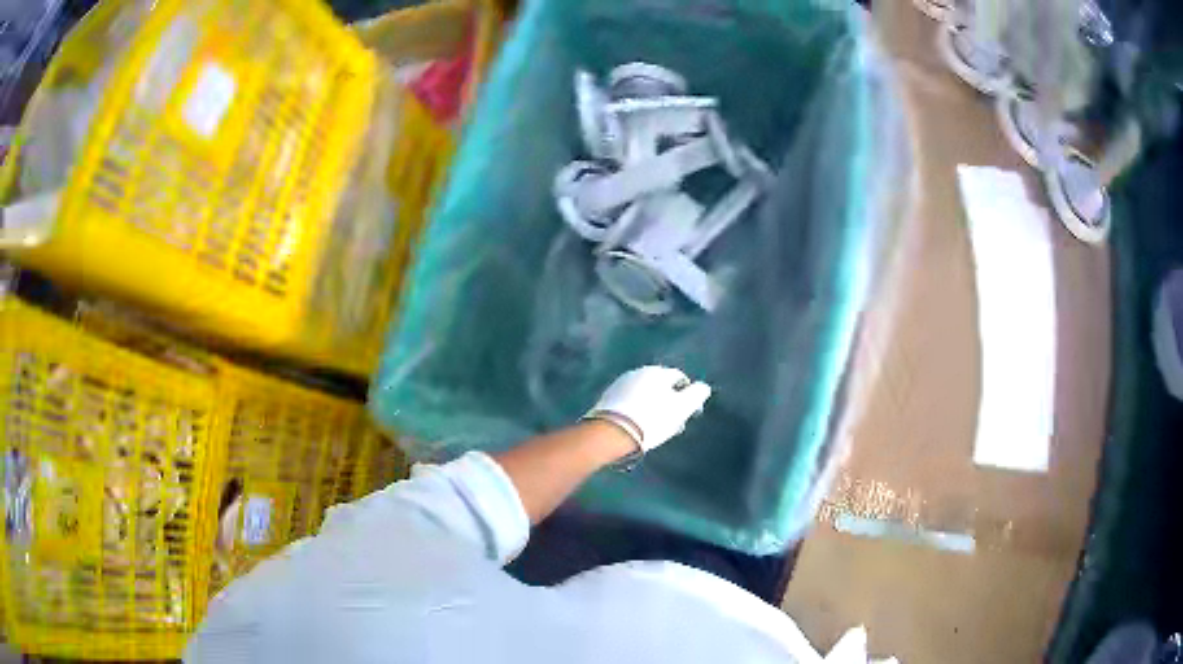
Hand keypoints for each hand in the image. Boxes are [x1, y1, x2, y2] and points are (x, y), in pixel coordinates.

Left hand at [585, 366, 711, 451]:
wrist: (611, 433)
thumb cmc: (652, 419)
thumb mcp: (682, 408)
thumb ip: (697, 395)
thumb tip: (703, 387)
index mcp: (657, 371)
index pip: (680, 379)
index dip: (689, 396)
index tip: (689, 415)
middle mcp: (638, 372)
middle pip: (661, 387)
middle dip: (670, 404)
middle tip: (673, 425)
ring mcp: (620, 384)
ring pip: (645, 395)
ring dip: (653, 408)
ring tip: (656, 428)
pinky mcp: (607, 398)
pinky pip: (630, 403)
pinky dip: (637, 411)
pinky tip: (638, 426)